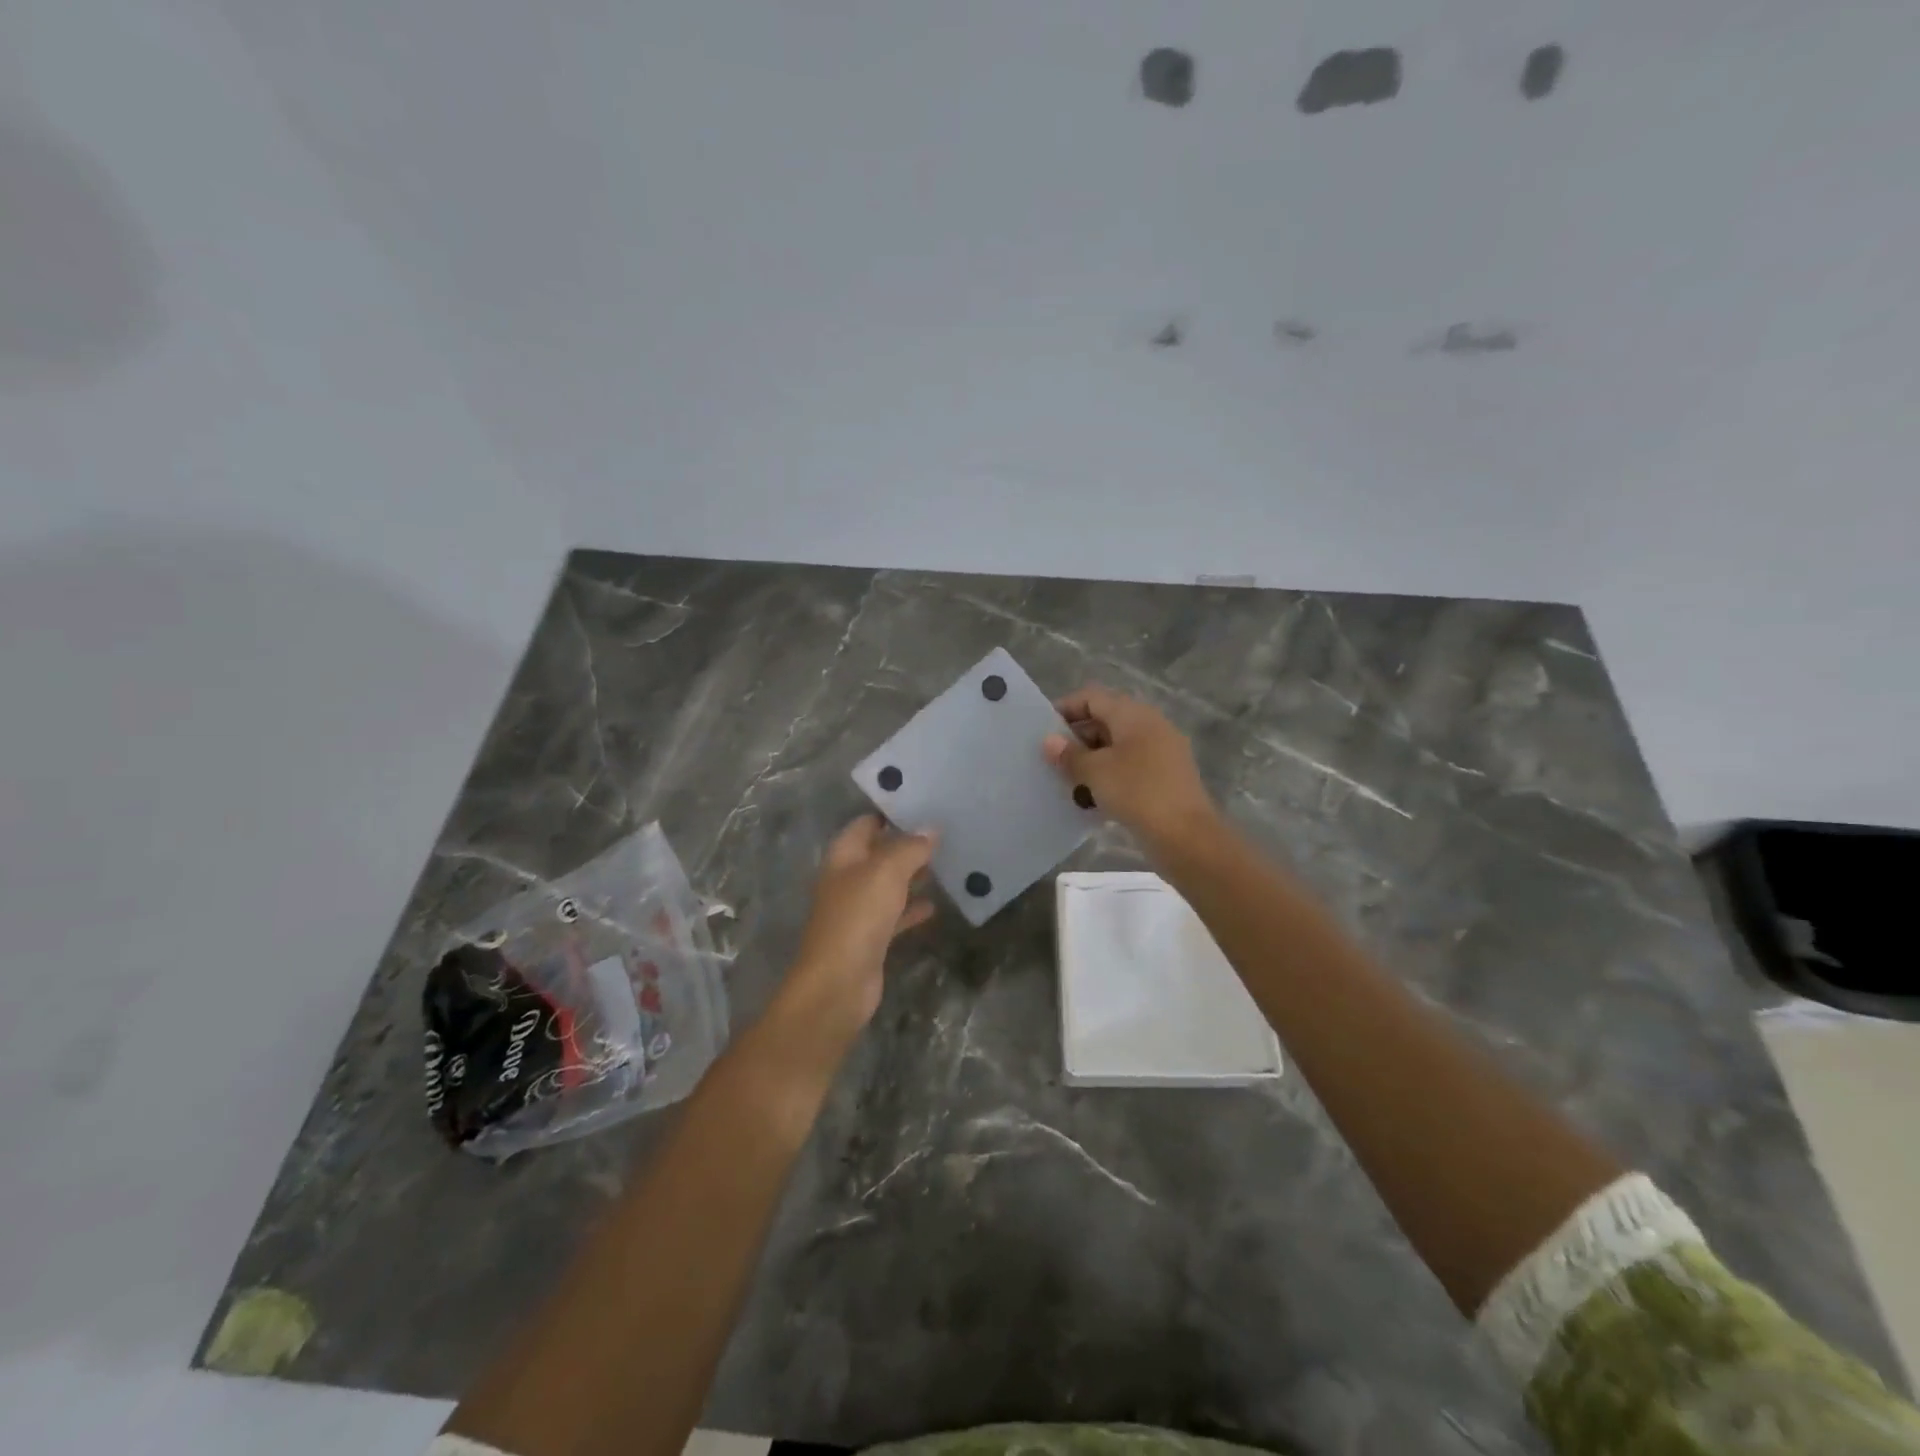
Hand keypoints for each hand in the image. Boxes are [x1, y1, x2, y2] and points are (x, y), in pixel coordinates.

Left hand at [783, 815, 936, 1032]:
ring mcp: (858, 910)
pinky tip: (935, 905)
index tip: (923, 802)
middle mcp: (847, 879)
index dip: (890, 812)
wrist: (839, 983)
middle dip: (907, 843)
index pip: (865, 823)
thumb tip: (931, 828)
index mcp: (843, 857)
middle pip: (878, 853)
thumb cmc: (858, 917)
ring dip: (912, 875)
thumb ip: (910, 848)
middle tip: (944, 830)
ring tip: (946, 861)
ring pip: (888, 884)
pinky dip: (912, 908)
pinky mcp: (871, 938)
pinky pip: (895, 915)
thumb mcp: (887, 873)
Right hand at [1044, 685, 1218, 850]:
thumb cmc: (1137, 792)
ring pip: (1117, 746)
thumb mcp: (1095, 772)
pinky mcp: (1166, 777)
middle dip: (1077, 737)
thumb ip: (1069, 754)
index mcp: (1134, 714)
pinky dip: (1109, 775)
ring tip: (1068, 781)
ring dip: (1092, 759)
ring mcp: (1162, 752)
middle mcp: (1151, 725)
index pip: (1093, 697)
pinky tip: (1092, 798)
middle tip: (1052, 759)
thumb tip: (1049, 741)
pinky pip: (1130, 767)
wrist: (1186, 836)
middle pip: (1106, 720)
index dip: (1065, 708)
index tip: (1042, 730)